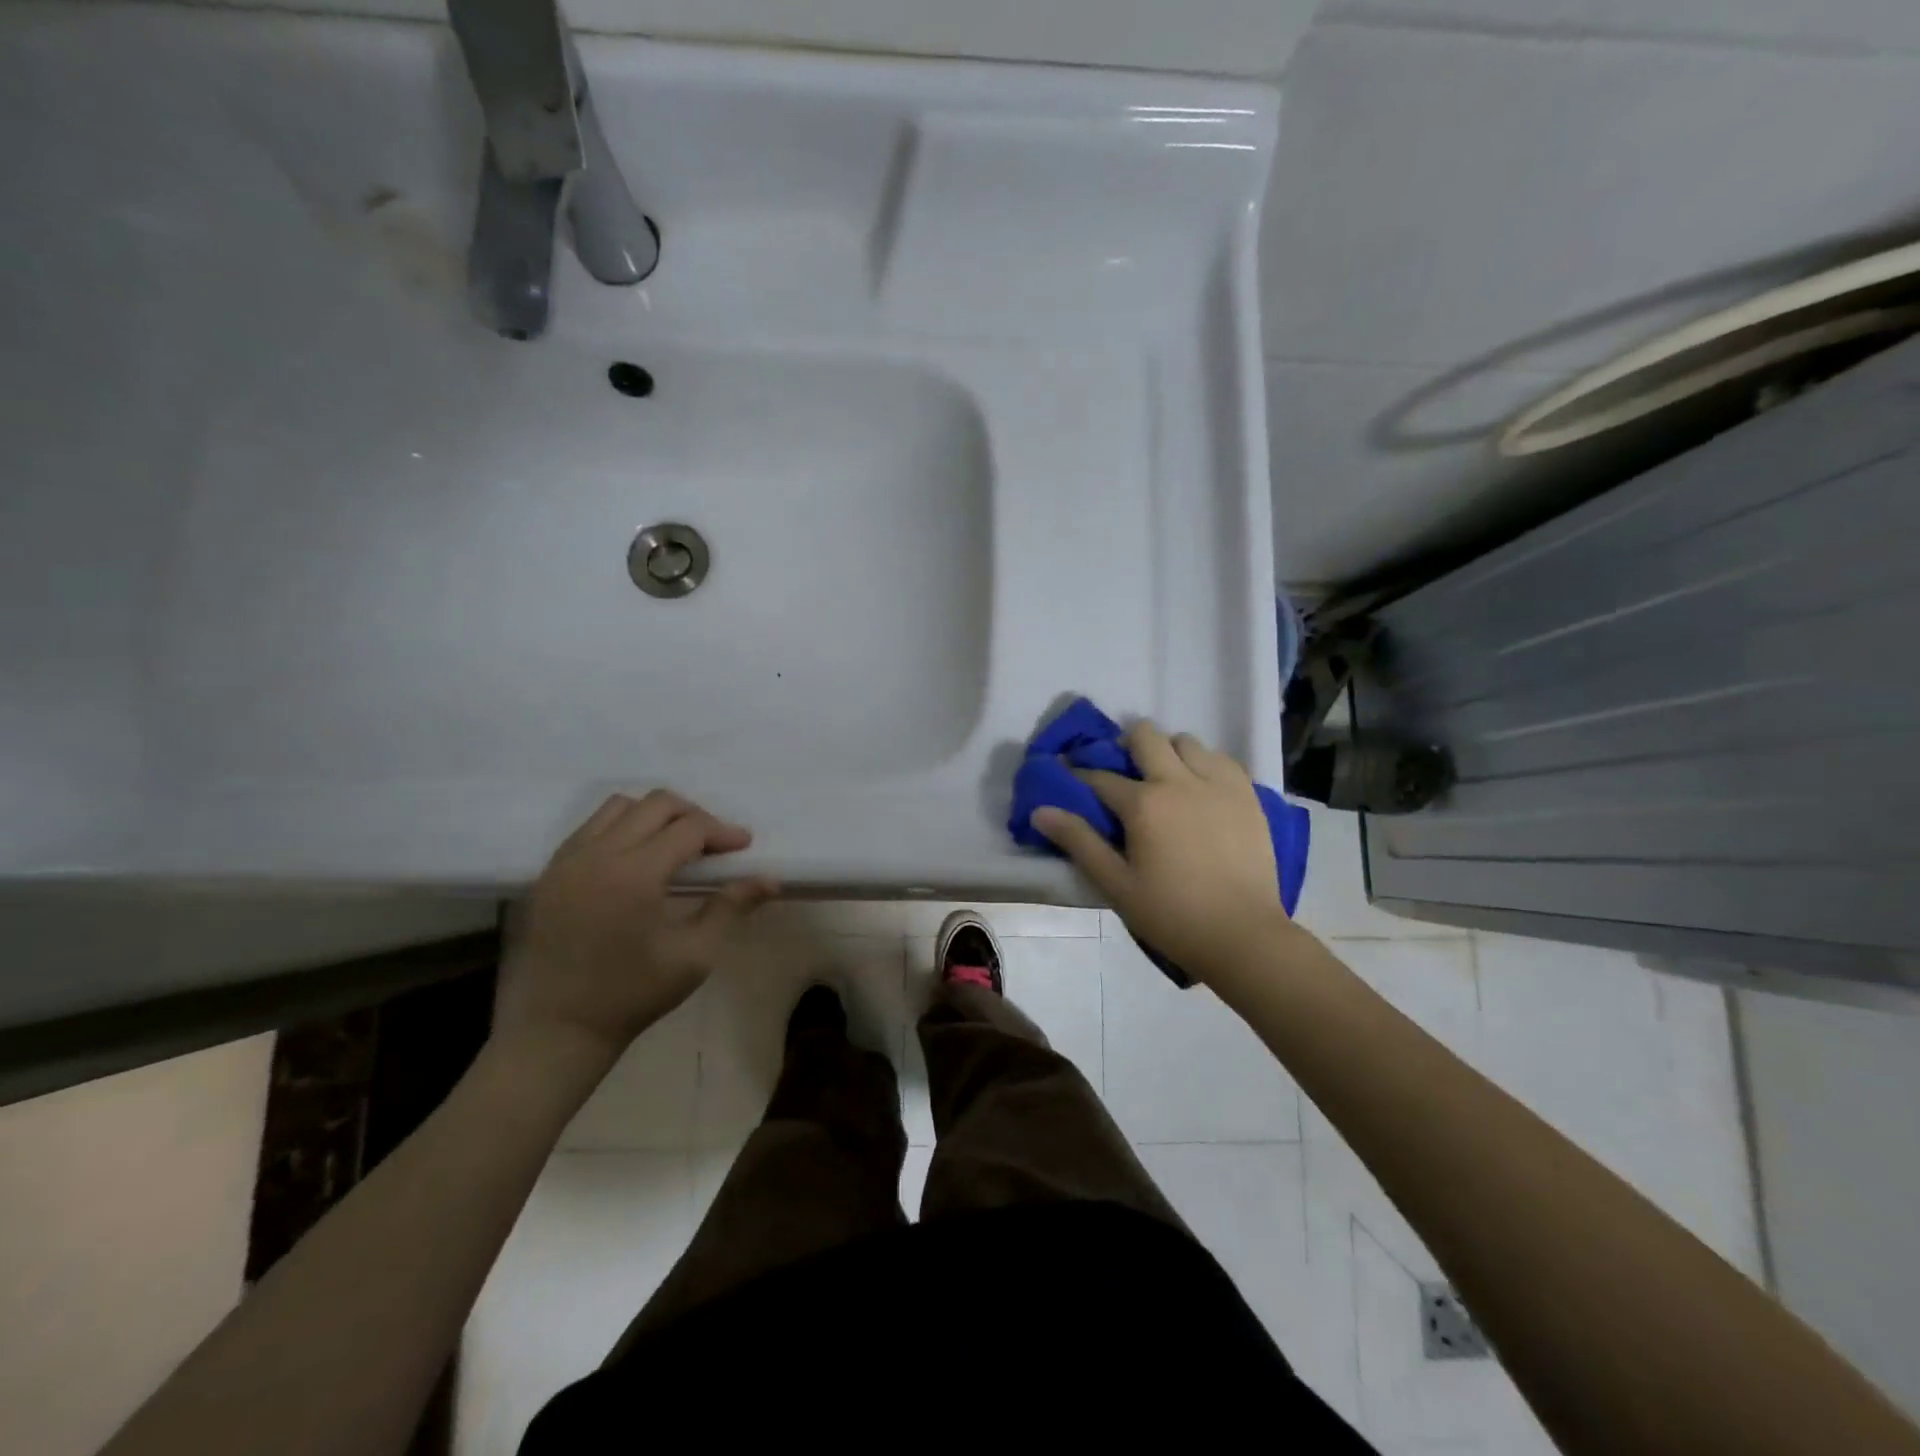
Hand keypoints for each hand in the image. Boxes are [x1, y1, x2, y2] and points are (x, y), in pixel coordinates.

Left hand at [495, 791, 778, 1064]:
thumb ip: (730, 907)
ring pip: (619, 807)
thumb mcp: (694, 955)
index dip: (722, 831)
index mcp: (635, 873)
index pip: (689, 828)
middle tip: (714, 843)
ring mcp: (567, 860)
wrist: (557, 1030)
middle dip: (693, 815)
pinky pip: (590, 828)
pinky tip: (637, 859)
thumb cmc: (632, 994)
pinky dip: (622, 828)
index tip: (744, 846)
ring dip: (655, 815)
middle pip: (655, 804)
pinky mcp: (550, 873)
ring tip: (675, 845)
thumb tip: (770, 879)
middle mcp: (598, 854)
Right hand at [1030, 722, 1289, 985]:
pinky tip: (1201, 787)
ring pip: (1187, 741)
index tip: (1070, 774)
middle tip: (1122, 770)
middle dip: (1126, 745)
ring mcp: (1218, 784)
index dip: (1080, 774)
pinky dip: (1204, 763)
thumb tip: (1041, 810)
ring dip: (1168, 751)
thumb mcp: (1116, 884)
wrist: (1242, 935)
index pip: (1101, 777)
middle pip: (1146, 736)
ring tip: (1165, 778)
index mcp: (1143, 804)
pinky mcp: (1247, 795)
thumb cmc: (1172, 915)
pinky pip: (1222, 759)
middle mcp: (1179, 781)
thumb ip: (1079, 842)